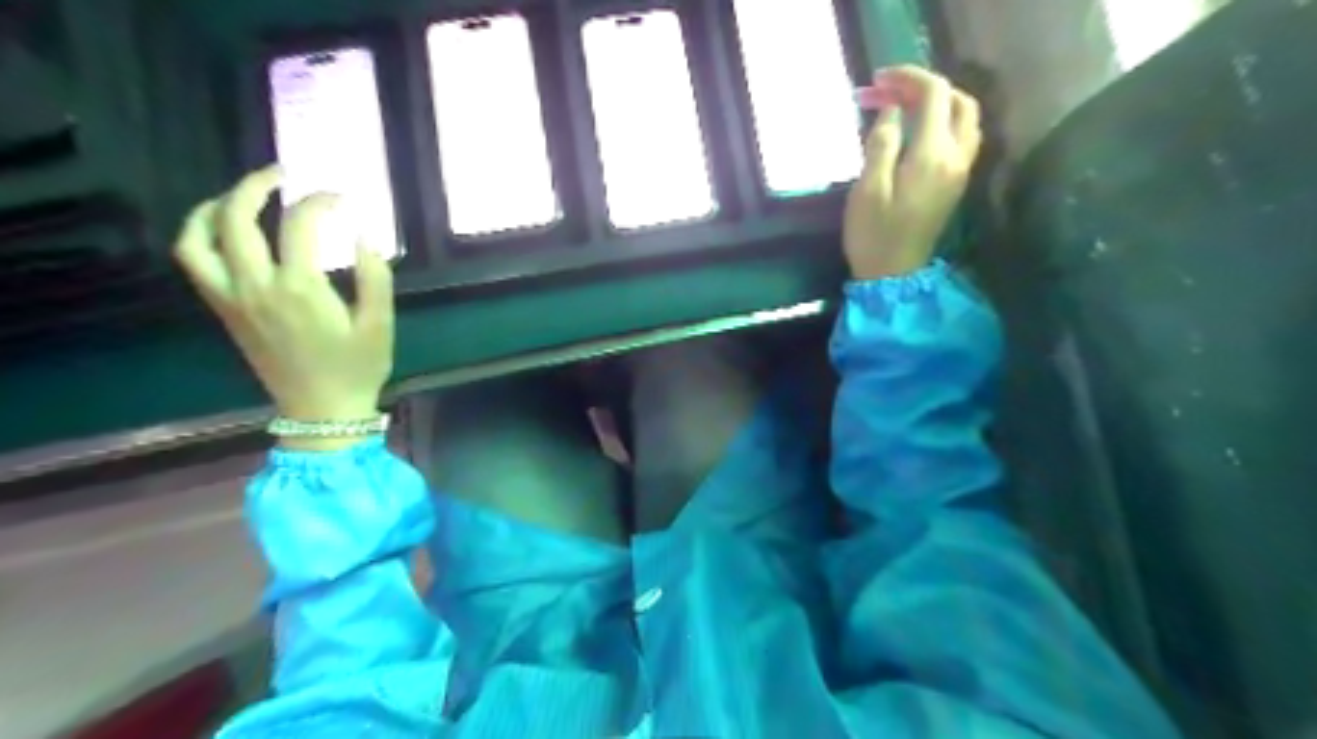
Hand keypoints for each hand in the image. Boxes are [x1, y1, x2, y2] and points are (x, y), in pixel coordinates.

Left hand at [171, 166, 396, 443]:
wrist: (321, 411)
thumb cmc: (357, 368)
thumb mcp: (380, 324)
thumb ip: (375, 277)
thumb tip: (363, 236)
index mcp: (300, 288)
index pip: (299, 224)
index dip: (321, 201)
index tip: (342, 199)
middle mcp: (256, 286)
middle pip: (235, 218)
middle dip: (256, 185)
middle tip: (283, 174)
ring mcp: (232, 298)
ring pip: (199, 238)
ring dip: (214, 206)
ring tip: (242, 196)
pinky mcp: (224, 311)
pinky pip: (195, 262)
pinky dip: (201, 235)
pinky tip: (225, 230)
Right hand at [850, 64, 982, 280]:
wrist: (893, 275)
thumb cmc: (874, 234)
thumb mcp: (867, 189)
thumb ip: (882, 143)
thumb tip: (893, 111)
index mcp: (932, 155)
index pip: (934, 95)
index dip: (908, 78)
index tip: (879, 80)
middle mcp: (956, 157)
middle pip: (958, 101)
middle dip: (926, 87)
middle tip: (891, 91)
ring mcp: (961, 170)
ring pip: (966, 118)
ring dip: (940, 102)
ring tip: (906, 106)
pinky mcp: (956, 182)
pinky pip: (963, 137)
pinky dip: (945, 121)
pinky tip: (919, 130)